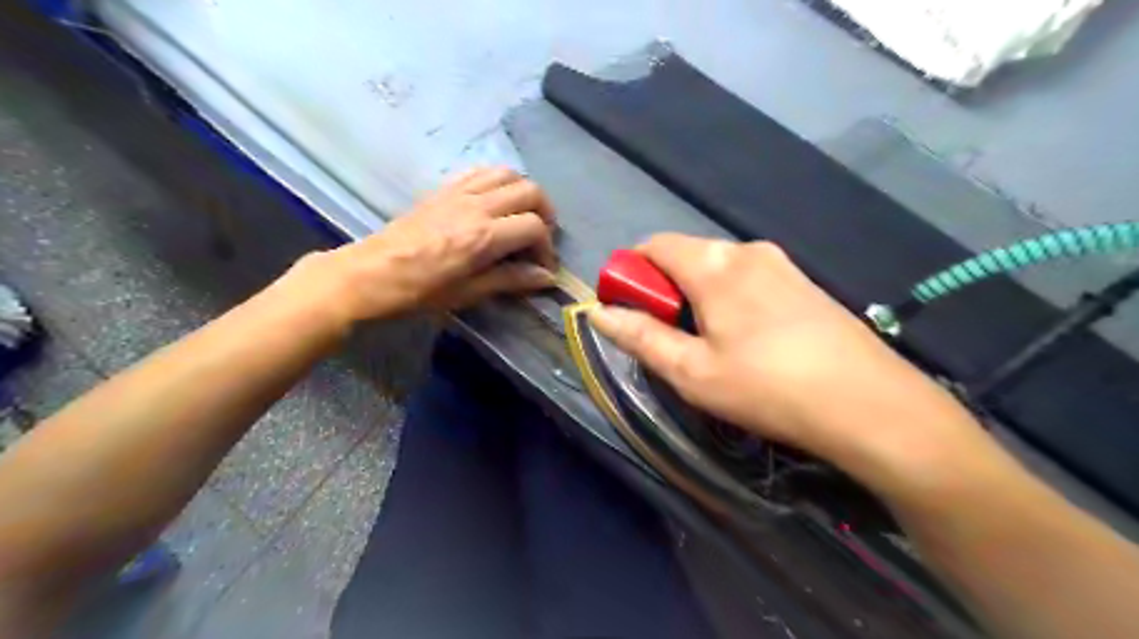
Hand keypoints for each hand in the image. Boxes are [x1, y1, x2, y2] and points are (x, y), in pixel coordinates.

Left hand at [291, 168, 560, 326]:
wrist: (371, 273)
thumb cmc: (420, 291)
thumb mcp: (468, 293)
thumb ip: (510, 280)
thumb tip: (546, 277)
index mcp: (484, 236)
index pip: (534, 228)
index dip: (547, 248)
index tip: (543, 268)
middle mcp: (477, 206)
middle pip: (529, 191)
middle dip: (545, 214)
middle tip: (540, 239)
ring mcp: (459, 193)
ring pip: (507, 174)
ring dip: (524, 192)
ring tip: (523, 216)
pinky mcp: (444, 189)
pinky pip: (480, 172)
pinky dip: (498, 181)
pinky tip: (495, 202)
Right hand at [593, 236, 984, 483]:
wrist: (871, 405)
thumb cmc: (768, 388)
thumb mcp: (691, 371)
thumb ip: (640, 336)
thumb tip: (598, 313)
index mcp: (714, 264)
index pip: (653, 246)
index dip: (630, 273)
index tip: (629, 311)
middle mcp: (747, 250)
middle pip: (686, 255)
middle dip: (663, 288)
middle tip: (668, 338)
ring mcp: (781, 263)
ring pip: (717, 268)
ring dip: (696, 295)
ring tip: (707, 345)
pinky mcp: (803, 282)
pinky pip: (747, 278)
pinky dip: (727, 298)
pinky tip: (745, 340)